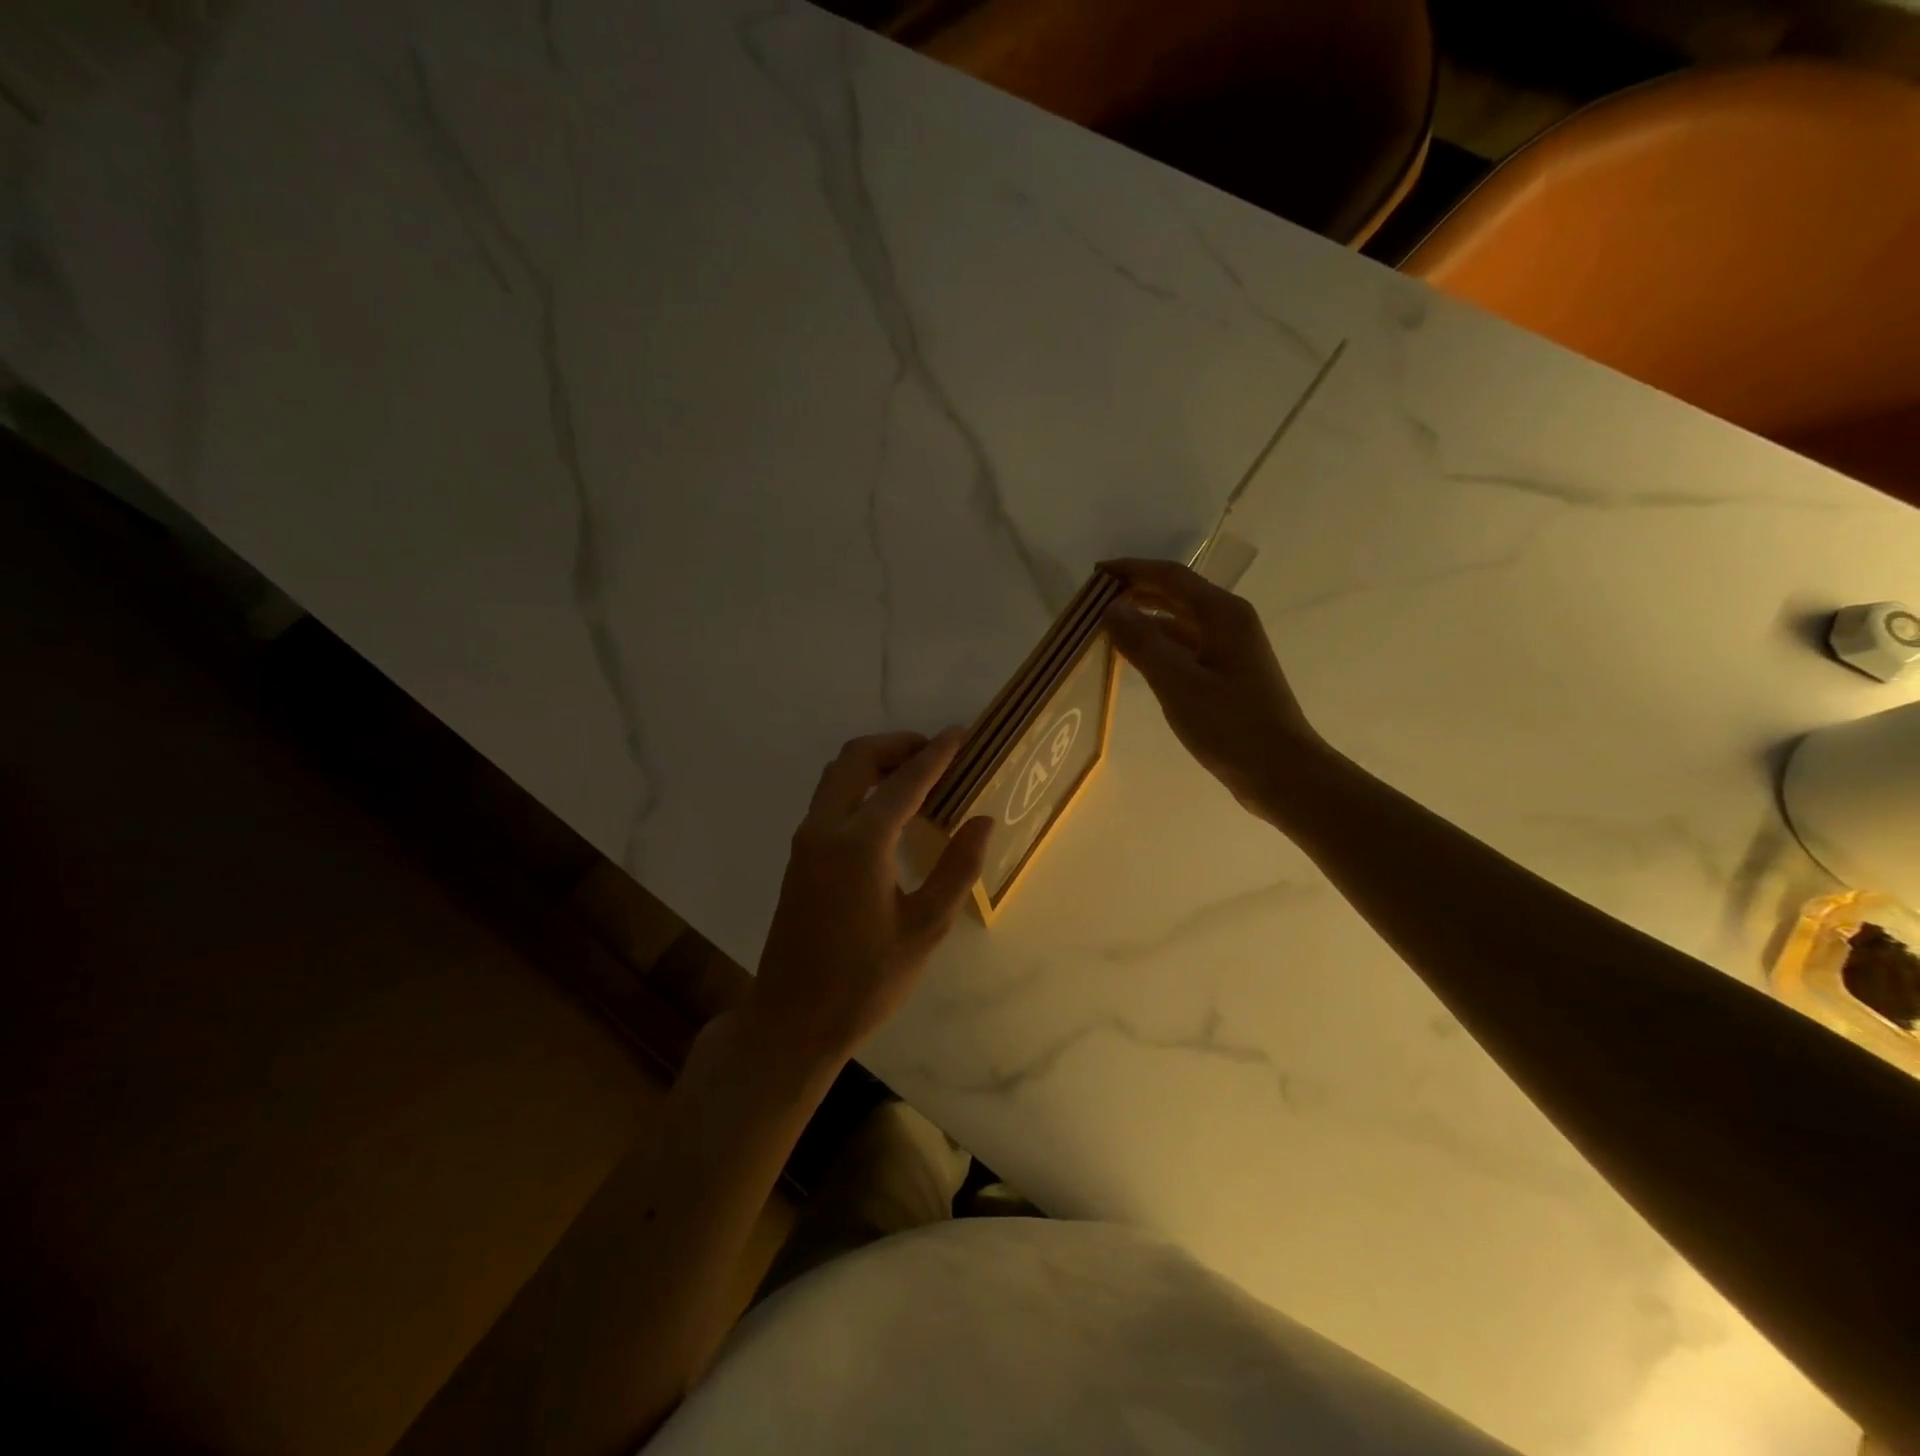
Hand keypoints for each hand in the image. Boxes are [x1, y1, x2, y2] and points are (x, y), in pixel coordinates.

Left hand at [747, 730, 991, 1072]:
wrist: (792, 1020)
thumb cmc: (865, 981)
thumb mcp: (924, 929)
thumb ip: (958, 869)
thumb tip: (983, 820)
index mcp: (860, 844)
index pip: (905, 781)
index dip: (937, 754)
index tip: (962, 733)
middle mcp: (826, 829)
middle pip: (857, 758)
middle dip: (897, 744)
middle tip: (936, 752)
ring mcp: (806, 841)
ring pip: (837, 774)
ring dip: (875, 761)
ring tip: (915, 775)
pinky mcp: (799, 856)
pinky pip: (829, 798)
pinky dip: (859, 784)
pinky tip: (887, 810)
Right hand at [1099, 558, 1329, 815]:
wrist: (1281, 771)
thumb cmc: (1230, 725)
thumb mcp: (1178, 683)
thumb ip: (1142, 642)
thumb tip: (1110, 608)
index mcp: (1222, 614)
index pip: (1170, 576)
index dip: (1131, 570)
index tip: (1095, 574)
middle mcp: (1229, 621)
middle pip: (1176, 593)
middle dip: (1136, 591)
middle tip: (1095, 600)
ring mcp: (1231, 648)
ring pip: (1180, 620)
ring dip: (1145, 618)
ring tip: (1108, 625)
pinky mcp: (1227, 673)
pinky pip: (1185, 645)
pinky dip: (1158, 643)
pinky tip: (1136, 656)